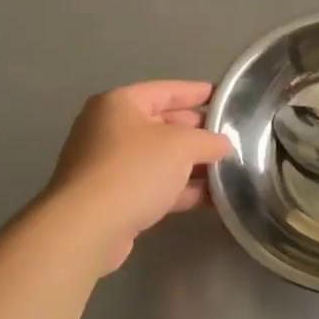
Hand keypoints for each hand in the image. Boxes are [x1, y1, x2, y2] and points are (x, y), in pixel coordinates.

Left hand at [46, 81, 235, 272]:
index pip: (166, 90)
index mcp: (119, 105)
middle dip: (197, 132)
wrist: (88, 227)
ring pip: (159, 159)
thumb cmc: (134, 169)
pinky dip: (180, 189)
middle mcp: (109, 130)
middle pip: (162, 124)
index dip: (197, 93)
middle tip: (230, 136)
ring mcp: (108, 166)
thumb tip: (223, 145)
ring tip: (228, 168)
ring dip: (192, 164)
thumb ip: (208, 141)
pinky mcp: (113, 199)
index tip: (224, 97)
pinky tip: (211, 197)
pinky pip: (154, 186)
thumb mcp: (182, 145)